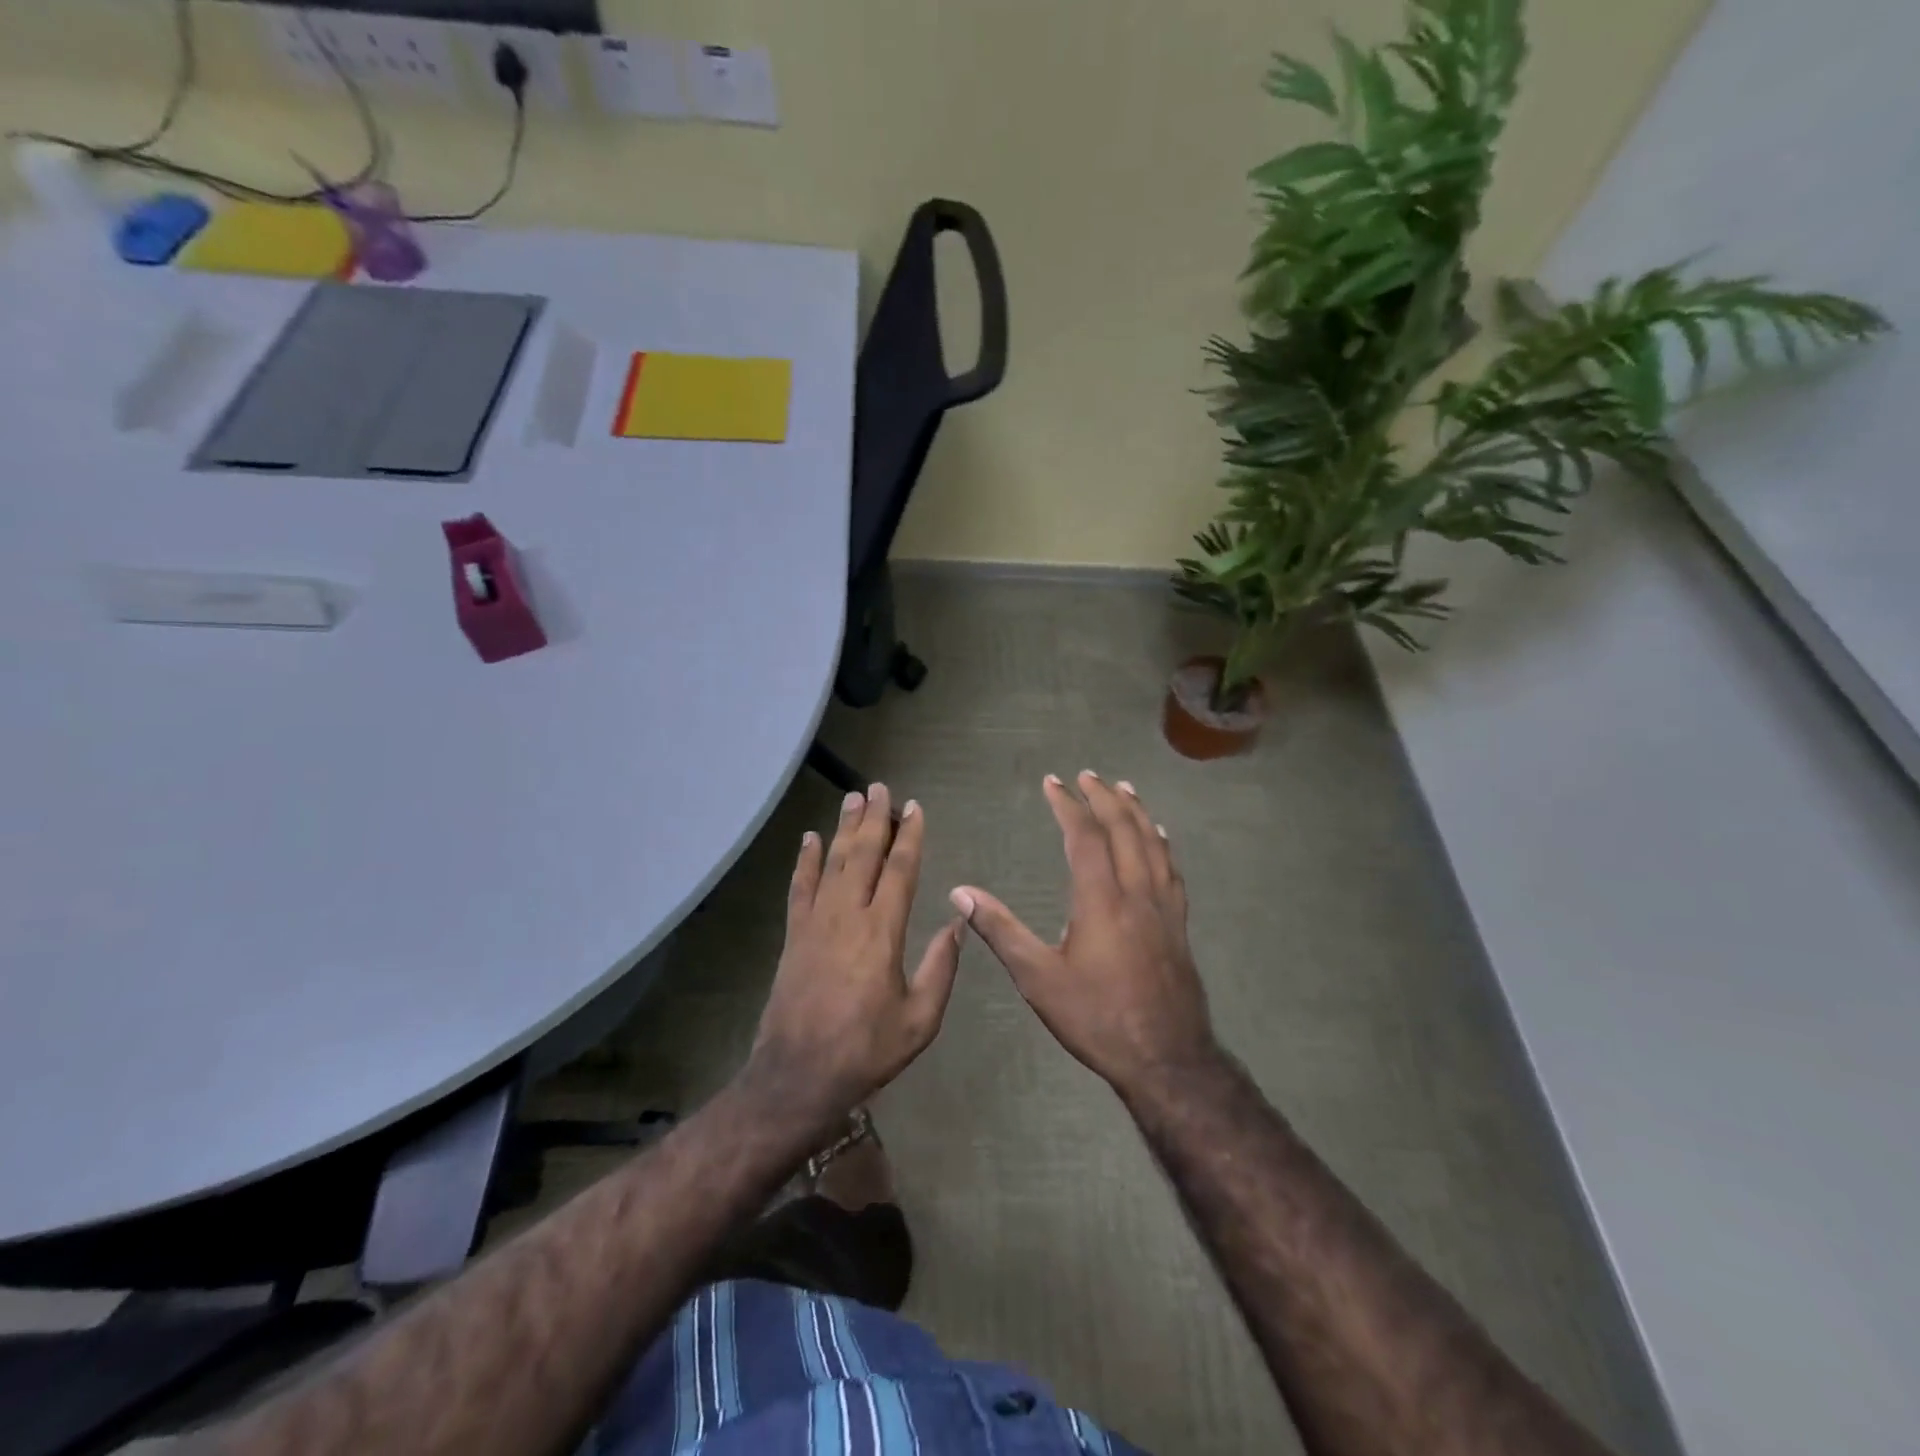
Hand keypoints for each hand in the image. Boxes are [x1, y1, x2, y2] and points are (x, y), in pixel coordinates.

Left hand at [745, 784, 963, 1132]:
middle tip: (880, 787)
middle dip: (874, 818)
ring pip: (831, 862)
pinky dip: (805, 860)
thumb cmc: (867, 1049)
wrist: (799, 1075)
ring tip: (852, 798)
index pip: (899, 870)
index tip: (914, 808)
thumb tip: (957, 922)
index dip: (909, 836)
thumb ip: (941, 967)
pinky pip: (799, 887)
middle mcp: (847, 915)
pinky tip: (809, 838)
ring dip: (843, 828)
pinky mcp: (794, 935)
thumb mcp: (920, 1019)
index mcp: (882, 932)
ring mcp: (815, 922)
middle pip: (862, 854)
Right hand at [952, 772, 1217, 1095]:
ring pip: (1153, 843)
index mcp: (1101, 899)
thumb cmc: (1096, 1018)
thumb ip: (1000, 931)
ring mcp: (1164, 907)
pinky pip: (1172, 869)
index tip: (1053, 782)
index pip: (1084, 836)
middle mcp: (1136, 892)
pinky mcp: (1179, 924)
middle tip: (1086, 775)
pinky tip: (1160, 837)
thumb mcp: (1038, 978)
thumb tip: (960, 892)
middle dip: (1103, 797)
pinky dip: (1162, 843)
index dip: (1067, 805)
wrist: (1166, 1058)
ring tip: (1124, 788)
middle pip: (1123, 830)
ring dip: (1136, 811)